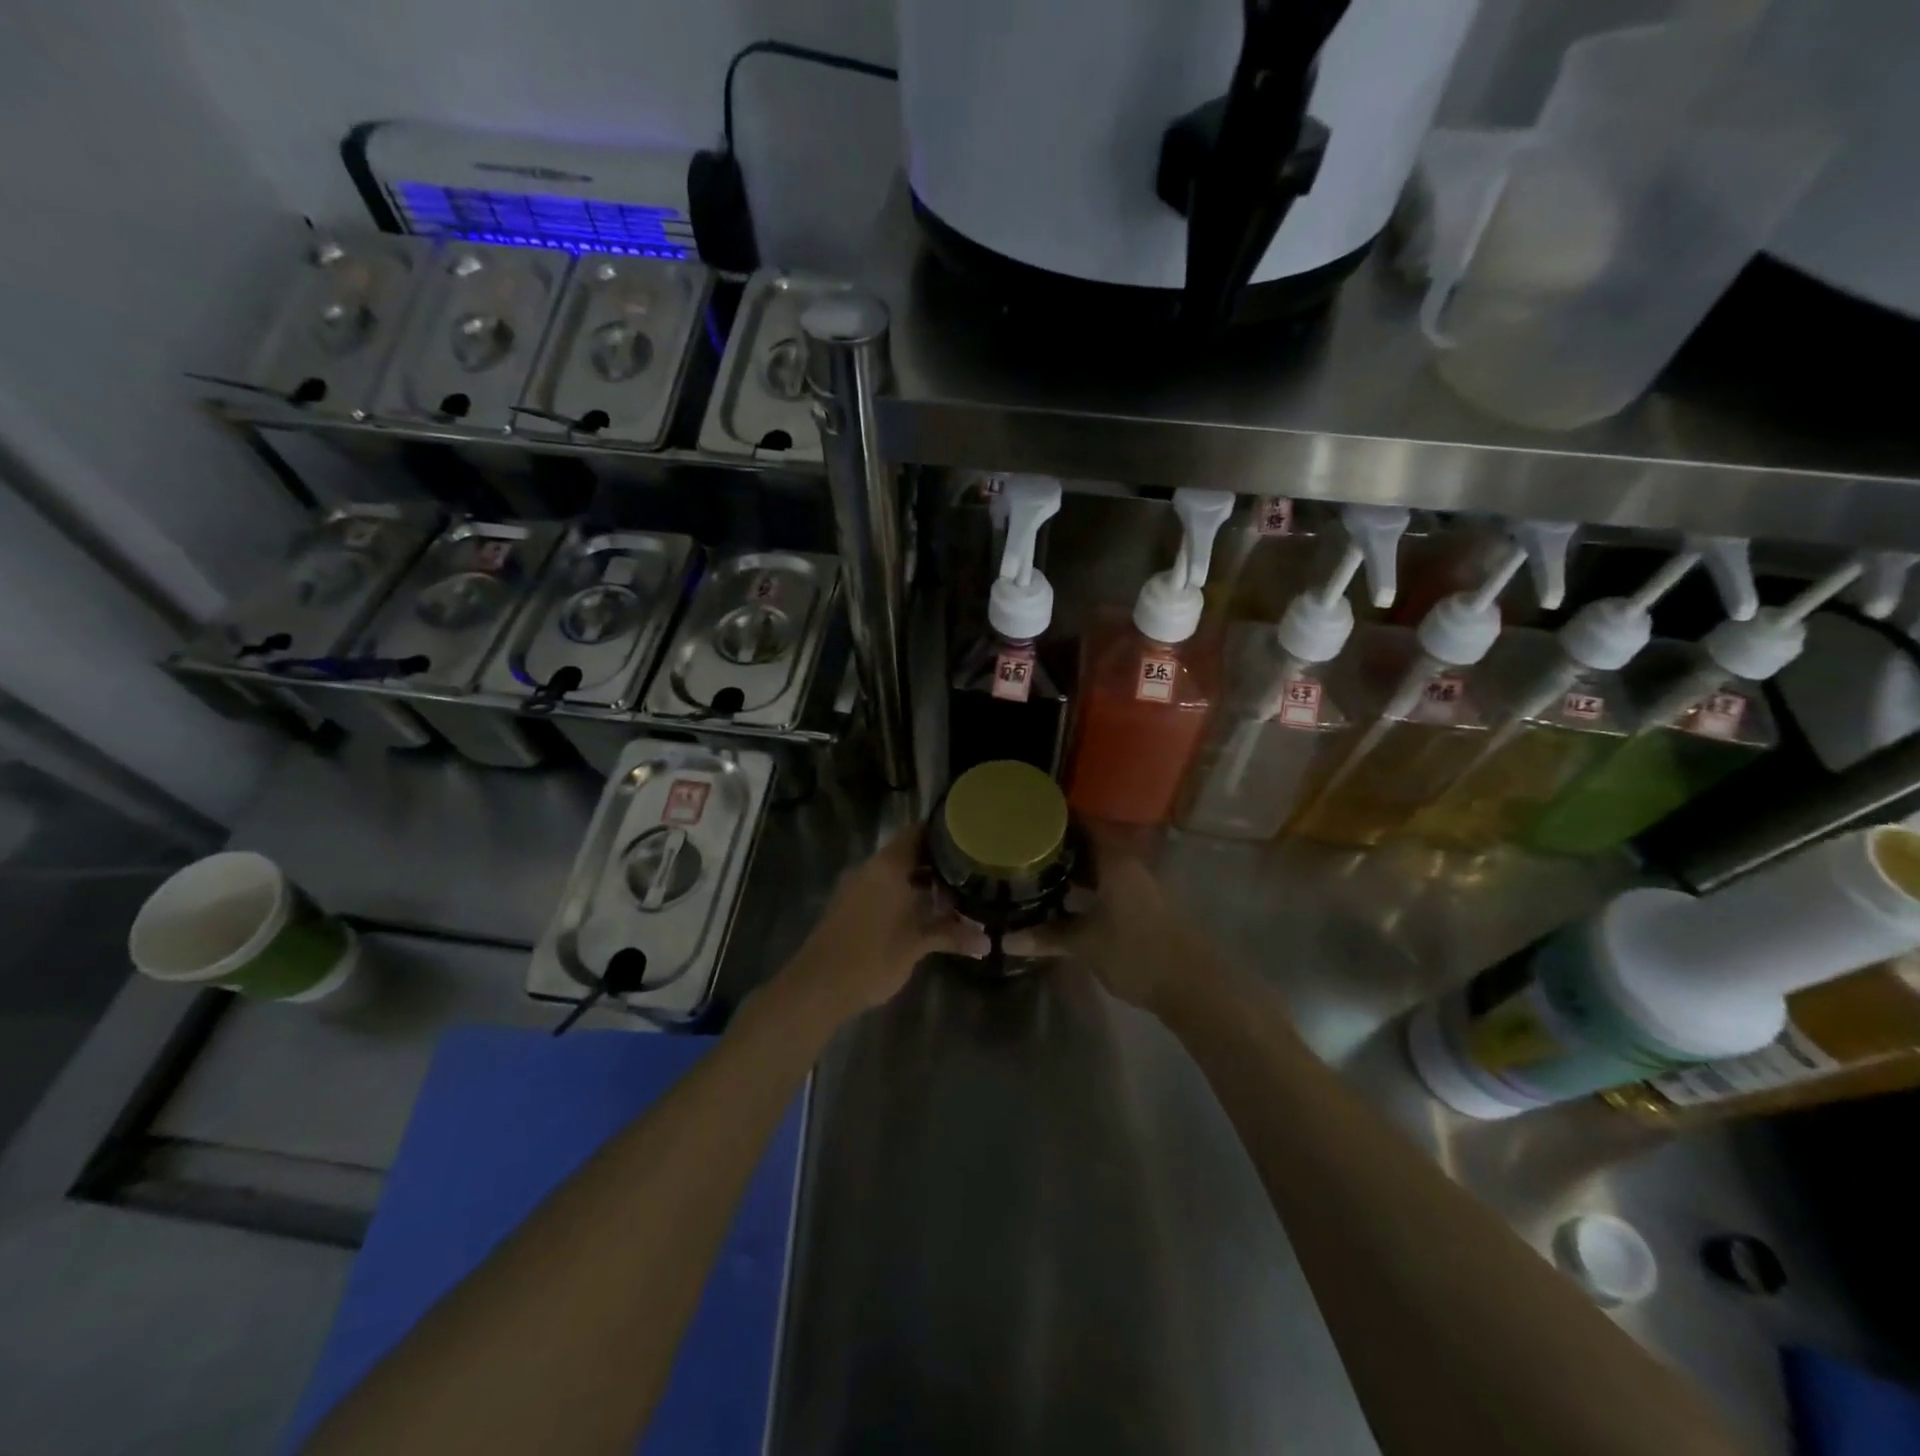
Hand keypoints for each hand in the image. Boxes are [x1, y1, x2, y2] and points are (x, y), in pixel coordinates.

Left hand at [781, 828, 979, 1018]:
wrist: (817, 986)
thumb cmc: (872, 958)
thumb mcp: (917, 946)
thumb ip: (951, 936)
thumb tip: (987, 942)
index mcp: (889, 866)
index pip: (919, 832)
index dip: (944, 832)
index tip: (969, 838)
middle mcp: (871, 868)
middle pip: (908, 851)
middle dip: (937, 861)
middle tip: (969, 870)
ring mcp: (856, 885)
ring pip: (894, 872)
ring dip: (919, 880)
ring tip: (952, 893)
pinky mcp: (847, 904)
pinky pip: (881, 887)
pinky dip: (902, 892)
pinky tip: (921, 912)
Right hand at [1010, 832, 1219, 1017]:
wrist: (1195, 987)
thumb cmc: (1138, 955)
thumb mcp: (1087, 945)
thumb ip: (1048, 936)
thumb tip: (1006, 939)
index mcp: (1116, 862)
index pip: (1084, 824)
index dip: (1057, 818)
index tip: (1028, 817)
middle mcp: (1130, 865)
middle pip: (1091, 844)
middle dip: (1060, 846)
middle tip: (1024, 847)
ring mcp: (1140, 886)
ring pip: (1101, 866)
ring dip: (1075, 868)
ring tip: (1039, 871)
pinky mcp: (1145, 906)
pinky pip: (1110, 883)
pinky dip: (1089, 886)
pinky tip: (1068, 900)